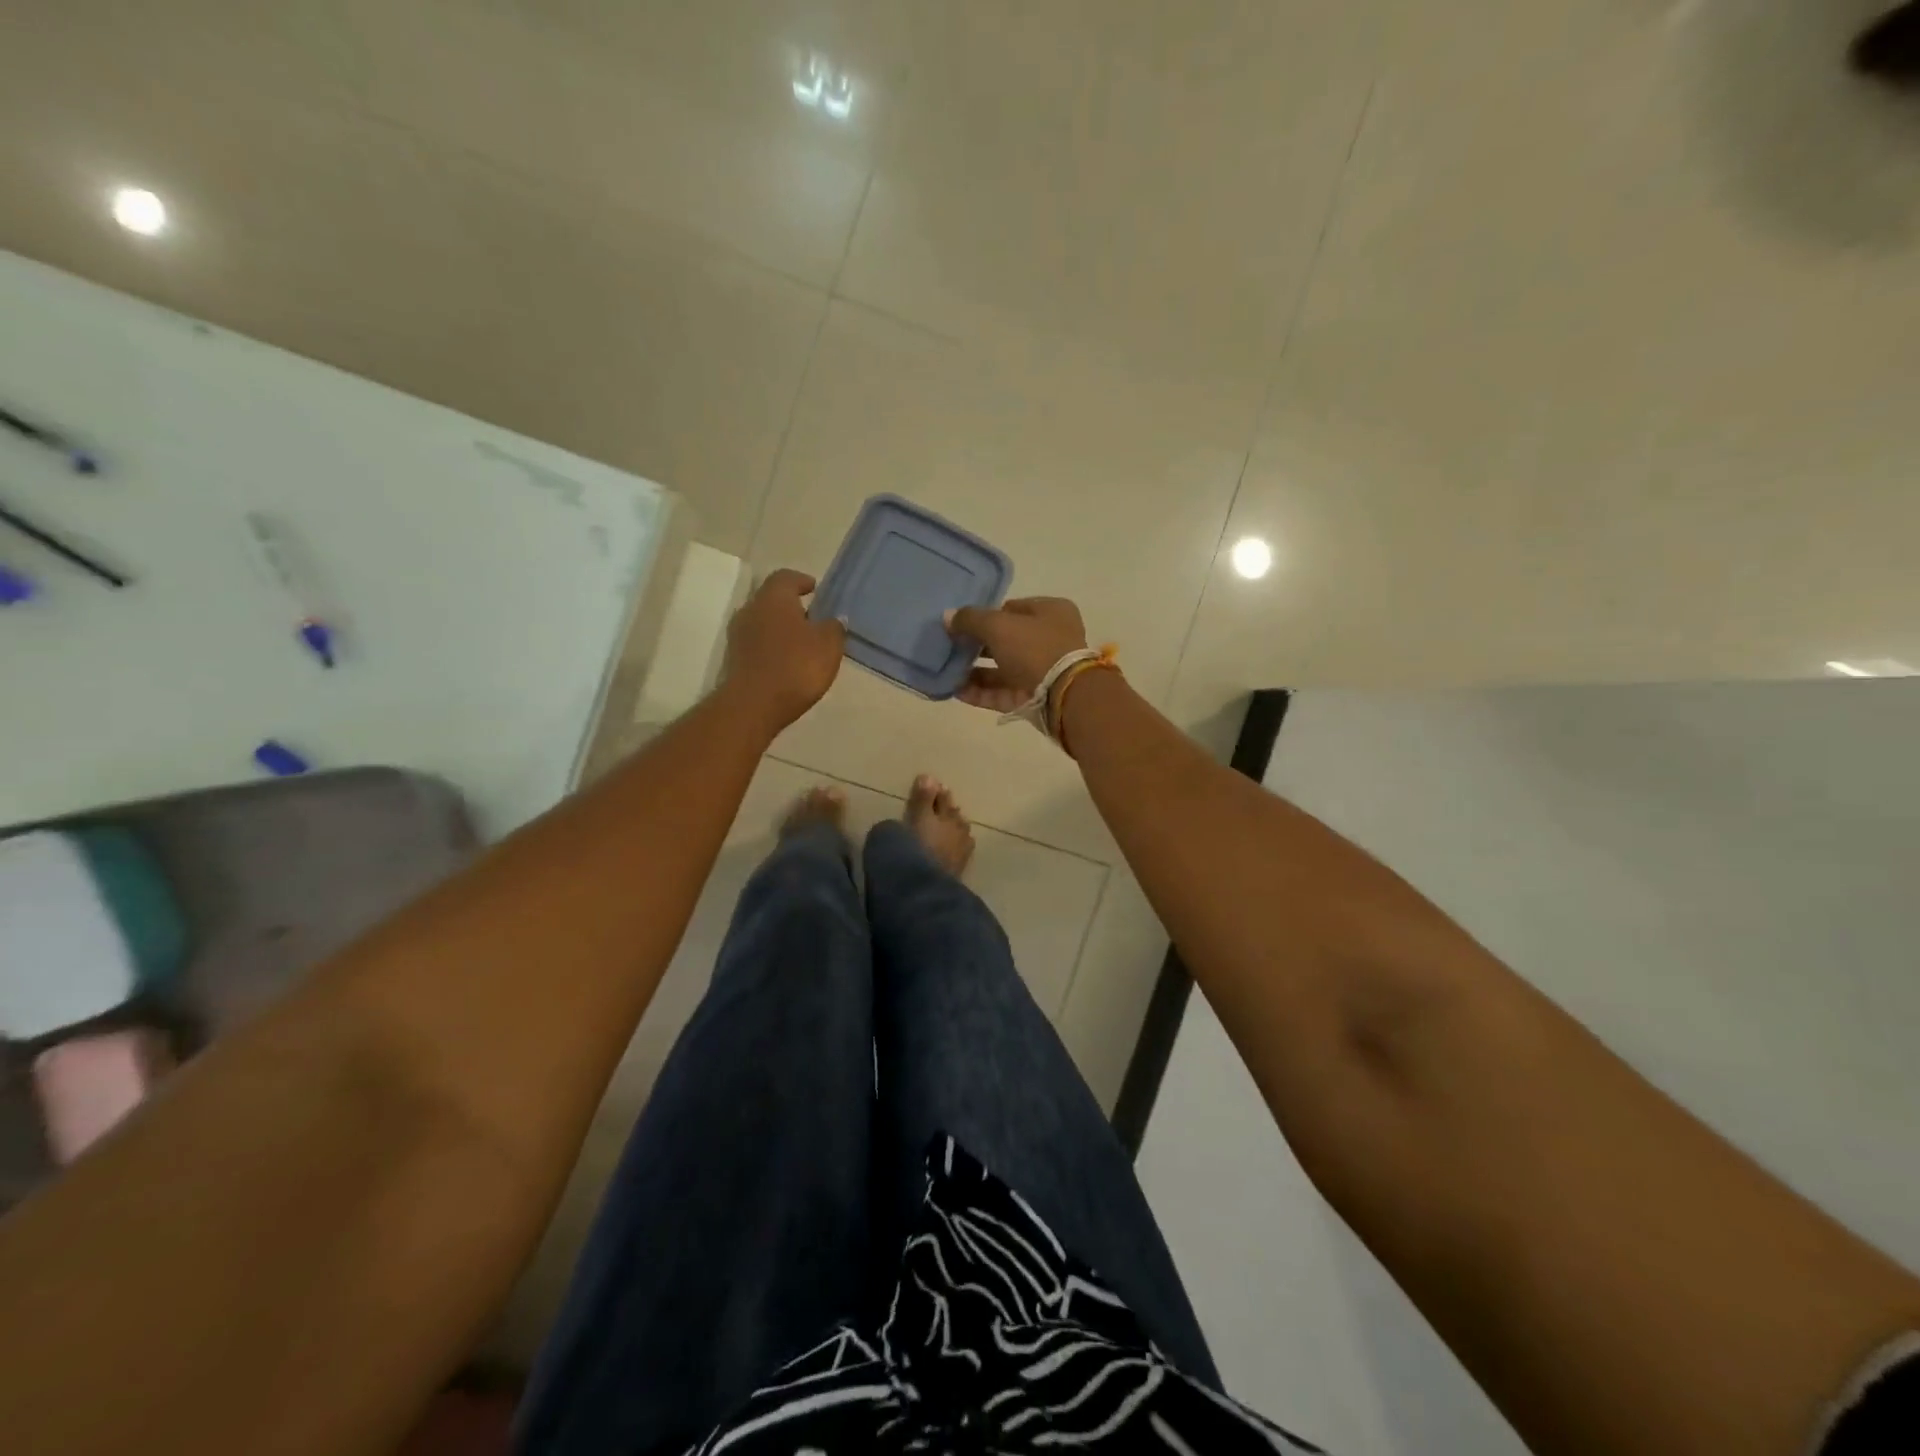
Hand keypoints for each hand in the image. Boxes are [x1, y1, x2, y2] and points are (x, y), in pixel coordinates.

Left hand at [722, 569, 846, 732]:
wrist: (753, 705)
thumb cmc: (795, 666)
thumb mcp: (828, 645)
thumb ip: (834, 628)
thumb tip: (834, 619)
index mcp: (774, 598)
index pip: (786, 577)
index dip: (802, 581)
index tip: (815, 590)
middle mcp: (751, 609)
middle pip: (772, 600)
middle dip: (792, 607)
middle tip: (813, 619)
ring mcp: (738, 635)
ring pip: (764, 623)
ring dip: (781, 629)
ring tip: (803, 644)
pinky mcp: (734, 659)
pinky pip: (757, 644)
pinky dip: (772, 648)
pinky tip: (787, 663)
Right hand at [945, 597, 1088, 713]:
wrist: (1063, 696)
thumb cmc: (1034, 648)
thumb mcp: (998, 626)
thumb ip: (970, 619)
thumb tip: (947, 616)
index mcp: (1051, 612)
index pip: (1012, 609)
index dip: (986, 615)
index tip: (961, 623)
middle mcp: (1050, 640)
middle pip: (1006, 640)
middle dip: (976, 645)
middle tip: (949, 647)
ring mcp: (1042, 671)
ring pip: (1002, 669)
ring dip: (974, 671)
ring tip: (945, 670)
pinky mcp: (1033, 698)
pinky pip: (1001, 692)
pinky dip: (979, 692)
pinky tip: (954, 690)